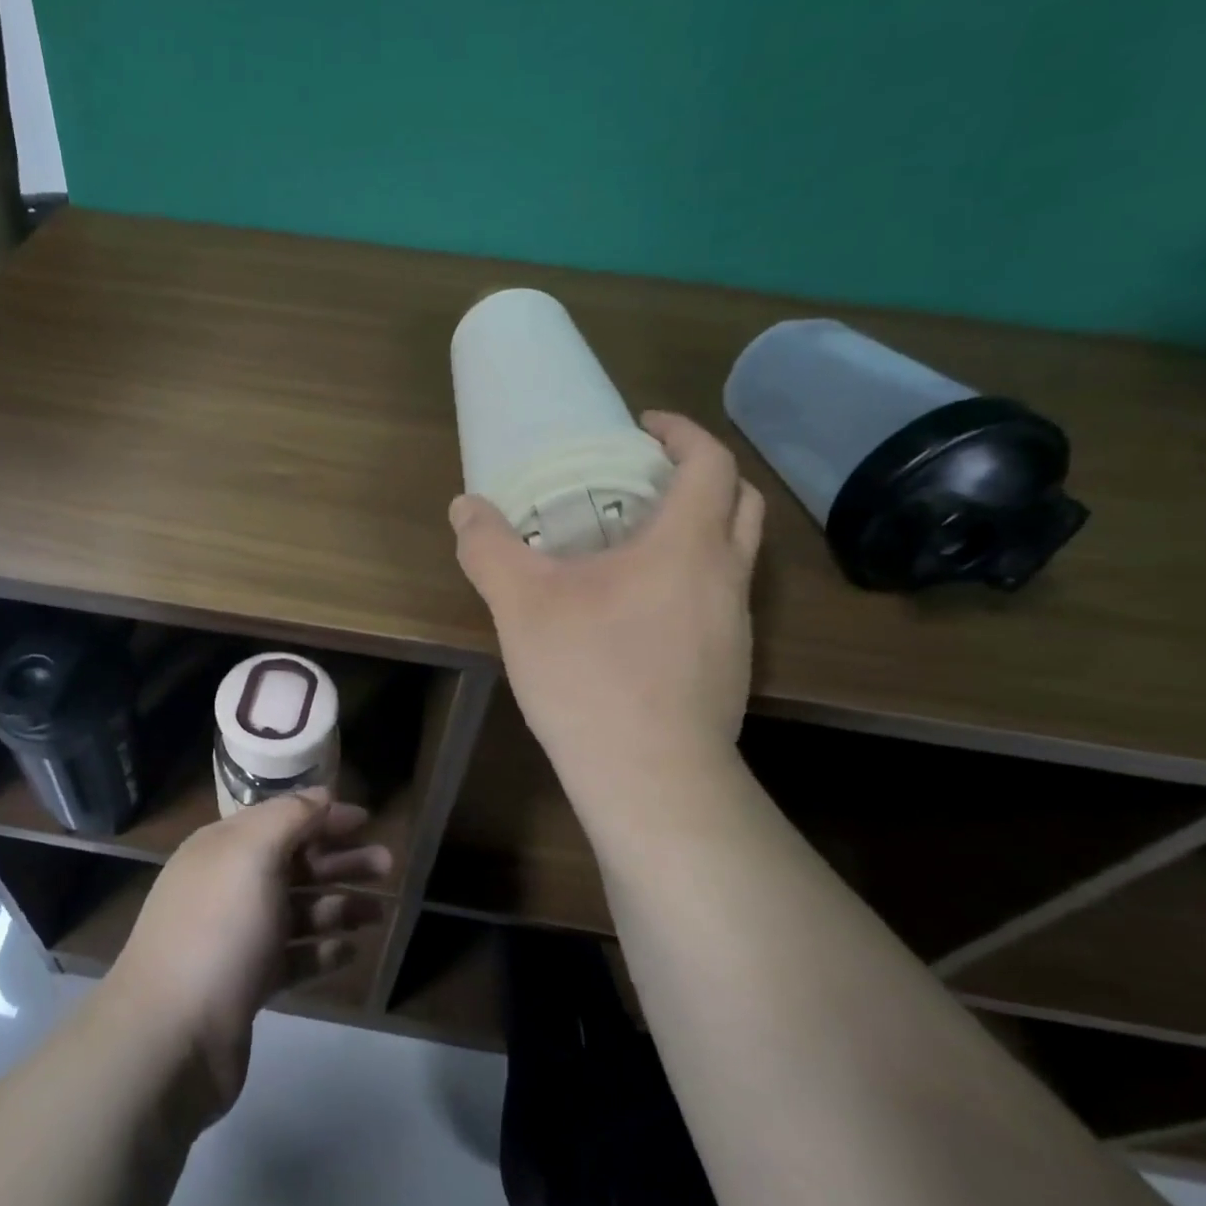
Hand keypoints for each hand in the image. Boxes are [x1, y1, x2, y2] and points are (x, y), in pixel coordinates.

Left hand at [109, 791, 389, 1116]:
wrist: (170, 1037)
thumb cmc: (218, 929)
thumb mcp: (253, 854)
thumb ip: (290, 817)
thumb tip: (322, 794)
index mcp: (223, 848)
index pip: (281, 819)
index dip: (323, 816)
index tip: (366, 820)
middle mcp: (228, 886)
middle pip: (294, 864)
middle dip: (340, 861)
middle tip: (387, 864)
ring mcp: (235, 938)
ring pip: (297, 911)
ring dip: (339, 906)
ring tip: (380, 913)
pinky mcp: (245, 984)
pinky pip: (292, 957)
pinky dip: (321, 950)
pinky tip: (351, 950)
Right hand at [450, 412, 764, 820]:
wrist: (650, 778)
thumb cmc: (589, 674)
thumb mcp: (521, 604)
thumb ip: (489, 547)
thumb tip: (464, 507)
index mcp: (687, 544)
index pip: (711, 462)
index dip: (682, 433)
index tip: (643, 428)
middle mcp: (726, 576)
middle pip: (741, 502)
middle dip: (702, 476)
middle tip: (648, 479)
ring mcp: (737, 627)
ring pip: (734, 556)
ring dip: (699, 532)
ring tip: (637, 546)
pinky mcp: (731, 668)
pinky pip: (720, 602)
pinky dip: (691, 582)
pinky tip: (639, 615)